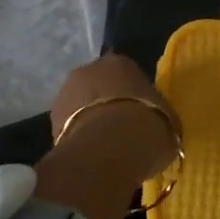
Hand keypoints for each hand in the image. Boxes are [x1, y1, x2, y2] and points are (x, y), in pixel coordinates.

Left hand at [48, 52, 180, 179]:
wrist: (107, 151)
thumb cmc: (146, 127)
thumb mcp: (168, 123)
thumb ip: (160, 119)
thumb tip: (160, 129)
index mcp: (120, 62)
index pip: (127, 74)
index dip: (134, 96)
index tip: (141, 115)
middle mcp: (88, 69)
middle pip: (99, 86)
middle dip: (108, 104)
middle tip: (122, 130)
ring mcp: (65, 94)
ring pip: (81, 106)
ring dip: (90, 120)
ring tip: (105, 147)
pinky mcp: (50, 122)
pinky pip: (70, 128)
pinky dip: (79, 137)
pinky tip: (92, 156)